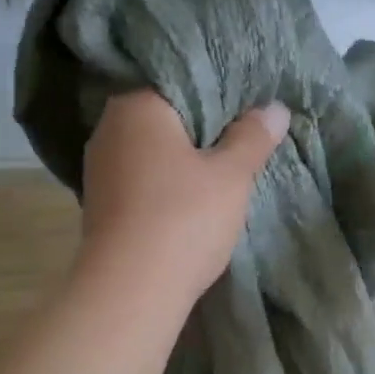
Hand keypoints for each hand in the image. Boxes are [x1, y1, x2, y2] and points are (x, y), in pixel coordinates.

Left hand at [76, 90, 289, 308]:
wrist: (130, 289)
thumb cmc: (184, 218)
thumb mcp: (231, 176)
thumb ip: (253, 138)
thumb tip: (275, 108)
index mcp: (138, 106)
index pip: (183, 83)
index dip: (220, 97)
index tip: (248, 113)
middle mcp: (109, 128)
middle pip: (165, 118)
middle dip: (200, 130)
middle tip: (240, 142)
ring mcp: (99, 168)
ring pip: (151, 152)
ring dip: (180, 160)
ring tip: (218, 172)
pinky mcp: (99, 203)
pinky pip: (140, 180)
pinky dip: (163, 185)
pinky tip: (187, 201)